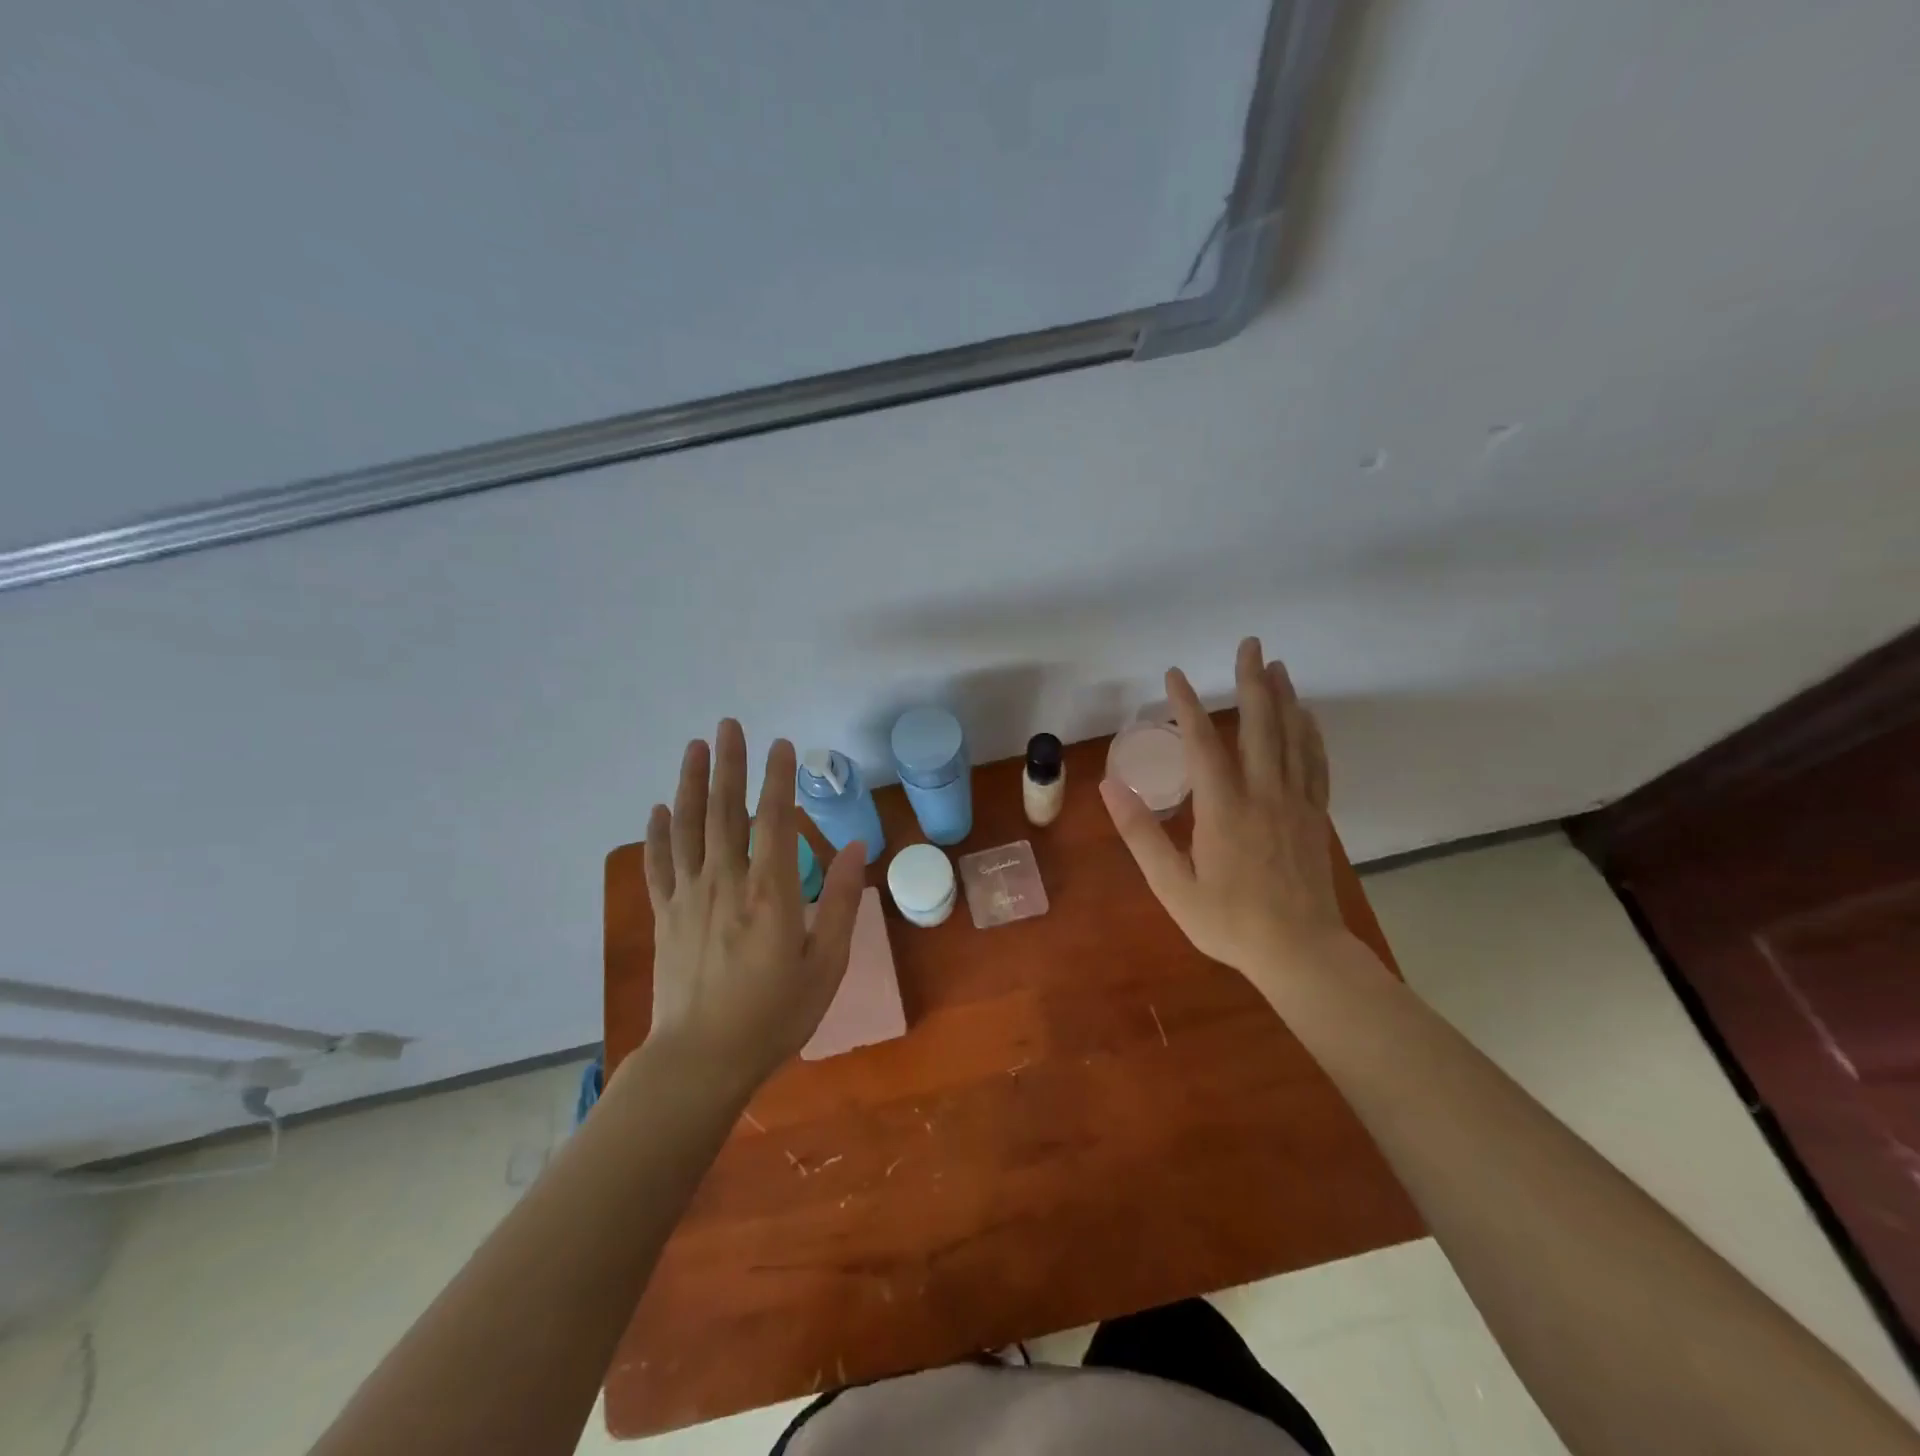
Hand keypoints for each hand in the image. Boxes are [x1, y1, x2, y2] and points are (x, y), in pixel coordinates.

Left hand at [643, 722, 866, 1094]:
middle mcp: (725, 883)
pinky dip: (658, 833)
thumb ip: (839, 901)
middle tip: (728, 725)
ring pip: (687, 827)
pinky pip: (659, 864)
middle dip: (728, 763)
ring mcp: (689, 897)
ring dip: (690, 783)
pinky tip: (659, 808)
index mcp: (769, 893)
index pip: (773, 819)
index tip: (781, 745)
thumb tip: (856, 845)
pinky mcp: (665, 916)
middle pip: (724, 810)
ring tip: (694, 747)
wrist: (702, 1060)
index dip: (777, 778)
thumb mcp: (826, 964)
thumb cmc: (774, 1015)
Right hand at [1100, 637, 1371, 990]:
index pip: (1202, 743)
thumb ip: (1141, 834)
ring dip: (1284, 698)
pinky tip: (1306, 718)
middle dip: (1253, 681)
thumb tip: (1110, 787)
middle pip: (1260, 725)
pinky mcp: (1315, 816)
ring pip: (1292, 737)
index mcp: (1224, 808)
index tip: (1174, 675)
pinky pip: (1315, 763)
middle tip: (1251, 645)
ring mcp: (1295, 803)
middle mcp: (1263, 794)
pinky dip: (1309, 734)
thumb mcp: (1172, 885)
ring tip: (1277, 666)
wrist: (1300, 952)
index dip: (1187, 705)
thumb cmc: (1228, 922)